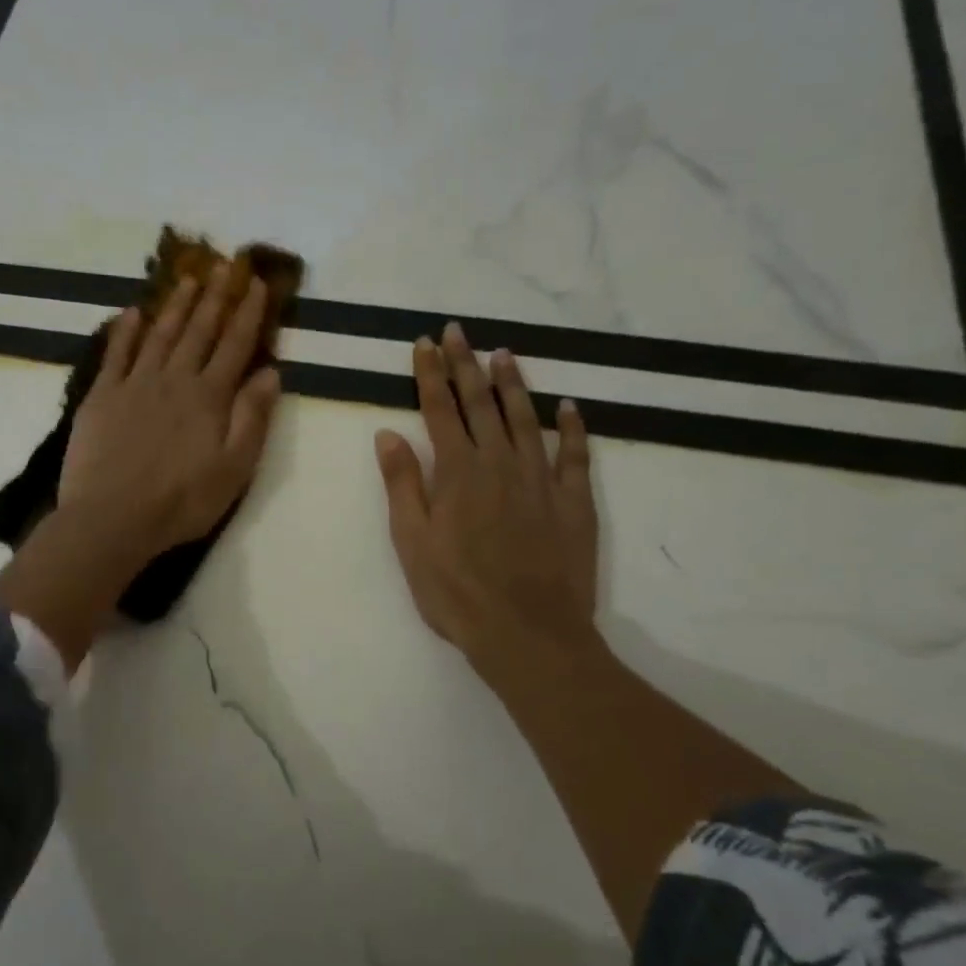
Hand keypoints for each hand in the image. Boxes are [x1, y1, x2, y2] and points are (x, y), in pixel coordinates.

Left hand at [60, 264, 282, 563]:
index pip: (234, 345)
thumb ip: (253, 418)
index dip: (248, 313)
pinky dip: (125, 330)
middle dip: (214, 297)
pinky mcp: (102, 396)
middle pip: (198, 331)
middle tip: (224, 265)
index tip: (258, 284)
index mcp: (210, 397)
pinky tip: (132, 312)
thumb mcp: (234, 468)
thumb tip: (270, 372)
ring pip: (160, 335)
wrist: (113, 517)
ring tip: (187, 278)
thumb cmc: (182, 501)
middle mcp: (174, 379)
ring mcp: (134, 384)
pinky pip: (115, 353)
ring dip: (175, 305)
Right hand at [374, 323, 600, 681]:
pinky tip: (568, 406)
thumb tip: (389, 433)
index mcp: (457, 473)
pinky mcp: (574, 502)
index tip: (425, 343)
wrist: (527, 633)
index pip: (439, 410)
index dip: (431, 374)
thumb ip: (402, 484)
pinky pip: (576, 455)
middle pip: (481, 404)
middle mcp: (500, 464)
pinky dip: (573, 428)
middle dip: (466, 364)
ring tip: (503, 354)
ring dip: (513, 384)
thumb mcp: (412, 542)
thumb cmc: (456, 592)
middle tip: (458, 331)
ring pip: (526, 419)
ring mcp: (541, 480)